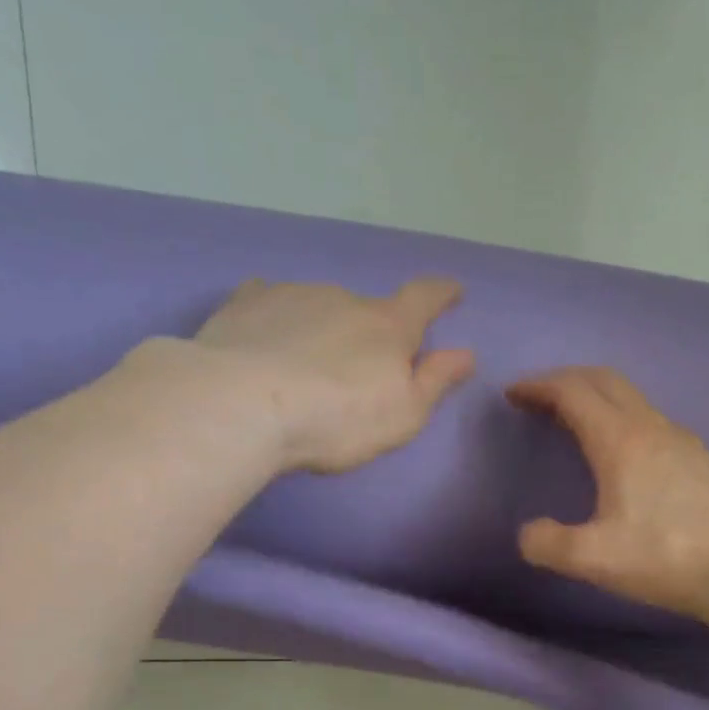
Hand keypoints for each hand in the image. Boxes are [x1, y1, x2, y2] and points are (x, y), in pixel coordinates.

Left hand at [188, 277, 474, 472]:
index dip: (442, 294)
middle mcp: (344, 298)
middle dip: (368, 333)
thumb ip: (435, 381)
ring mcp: (293, 294)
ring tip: (304, 368)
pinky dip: (278, 317)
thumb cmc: (337, 418)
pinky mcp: (246, 303)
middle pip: (367, 310)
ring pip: (319, 307)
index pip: (424, 299)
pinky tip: (266, 337)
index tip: (452, 291)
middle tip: (356, 371)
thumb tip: (465, 353)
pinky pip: (271, 301)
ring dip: (322, 328)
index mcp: (387, 327)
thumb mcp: (403, 414)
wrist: (243, 405)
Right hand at [508, 367, 708, 626]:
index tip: (512, 393)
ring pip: (631, 398)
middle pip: (605, 380)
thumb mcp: (593, 558)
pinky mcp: (699, 461)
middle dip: (566, 380)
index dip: (539, 386)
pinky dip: (620, 417)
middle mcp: (652, 427)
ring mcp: (682, 441)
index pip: (573, 392)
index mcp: (621, 441)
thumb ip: (548, 543)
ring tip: (572, 421)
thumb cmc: (665, 558)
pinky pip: (650, 419)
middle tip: (537, 398)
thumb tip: (528, 534)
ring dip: (596, 398)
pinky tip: (620, 452)